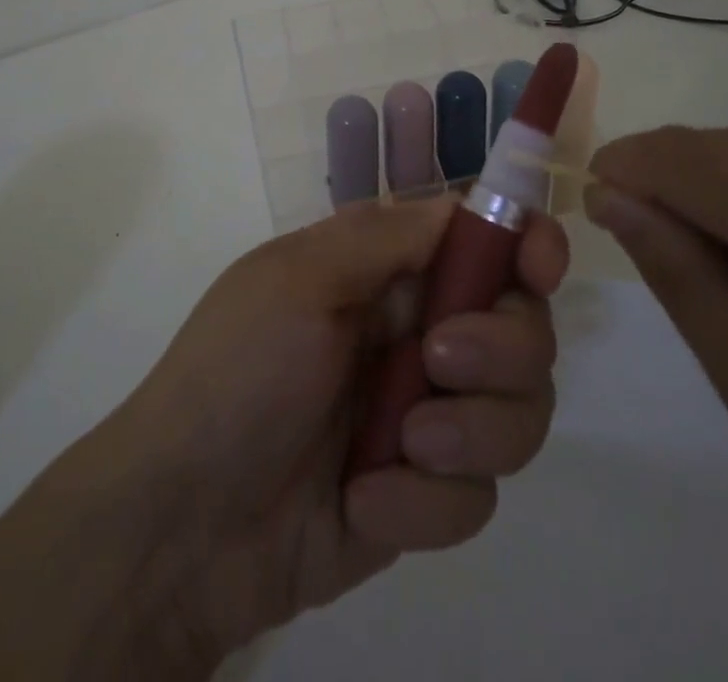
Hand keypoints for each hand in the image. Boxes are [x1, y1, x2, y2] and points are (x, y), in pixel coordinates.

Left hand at [119, 194, 568, 665]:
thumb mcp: (301, 278)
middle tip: (440, 360)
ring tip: (401, 445)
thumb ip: (387, 237)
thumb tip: (464, 205)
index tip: (541, 266)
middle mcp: (418, 332)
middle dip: (501, 347)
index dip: (525, 243)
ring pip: (518, 413)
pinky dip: (425, 502)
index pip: (482, 239)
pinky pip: (476, 495)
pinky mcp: (426, 492)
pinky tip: (361, 501)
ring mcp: (428, 415)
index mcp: (387, 270)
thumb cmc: (239, 370)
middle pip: (523, 326)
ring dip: (470, 431)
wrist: (186, 523)